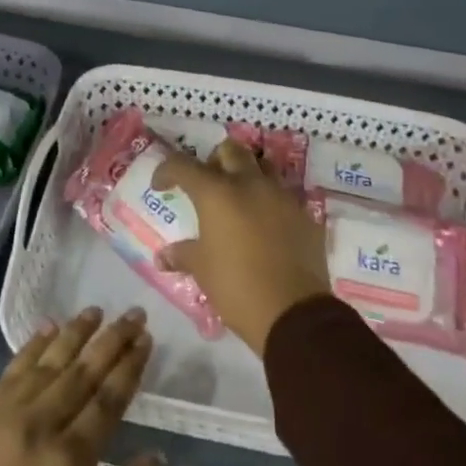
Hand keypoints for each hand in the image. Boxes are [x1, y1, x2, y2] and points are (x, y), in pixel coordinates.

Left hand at [0, 308, 159, 465]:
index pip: (108, 399)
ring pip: (48, 362)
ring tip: (96, 311)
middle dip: (111, 339)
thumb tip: (153, 456)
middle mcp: (38, 425)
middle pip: (82, 371)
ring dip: (74, 333)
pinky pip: (12, 370)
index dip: (129, 366)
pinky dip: (32, 347)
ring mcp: (4, 415)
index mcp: (68, 461)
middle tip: (133, 313)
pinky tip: (48, 329)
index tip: (146, 338)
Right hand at [153, 139, 330, 353]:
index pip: (183, 165)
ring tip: (238, 200)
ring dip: (246, 175)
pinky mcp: (304, 214)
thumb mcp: (203, 270)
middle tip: (207, 186)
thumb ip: (183, 255)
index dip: (167, 171)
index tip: (161, 186)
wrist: (294, 313)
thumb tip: (163, 256)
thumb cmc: (237, 287)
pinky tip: (265, 225)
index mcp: (217, 193)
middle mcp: (249, 184)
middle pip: (230, 151)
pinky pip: (283, 195)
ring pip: (261, 166)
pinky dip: (269, 201)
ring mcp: (281, 196)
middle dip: (214, 161)